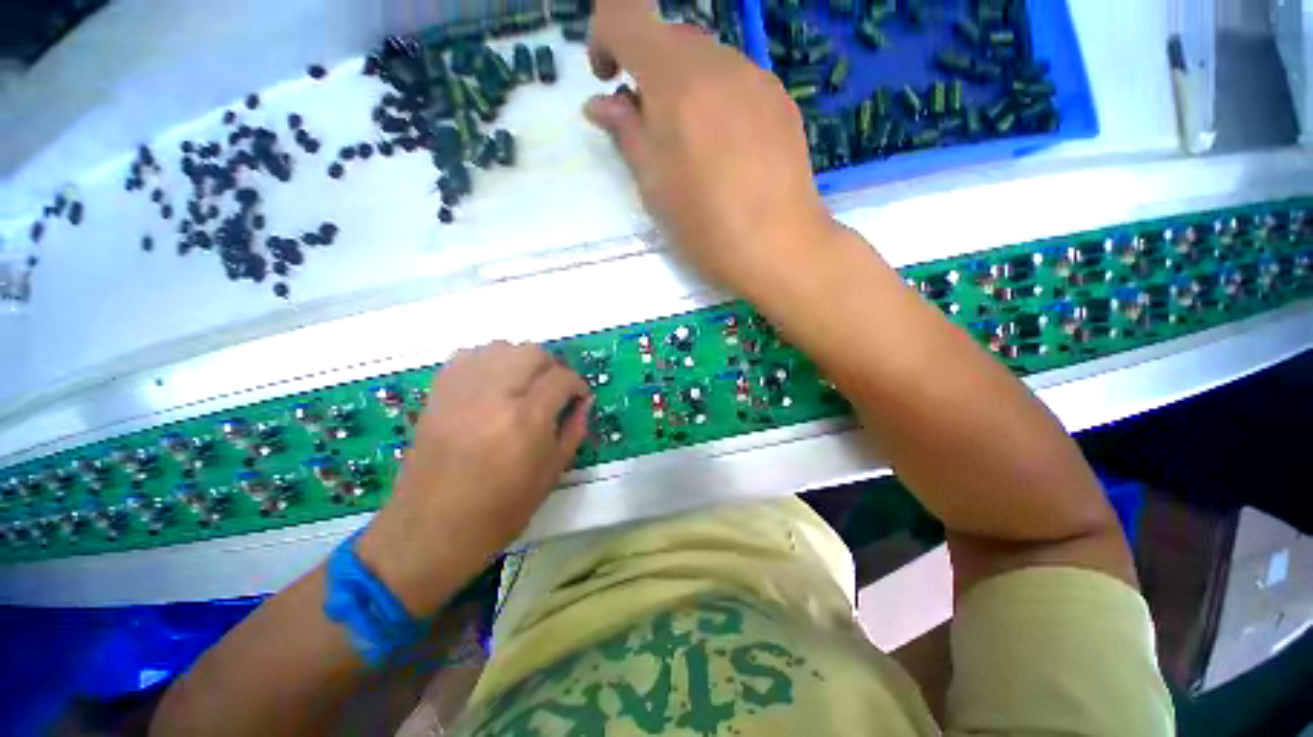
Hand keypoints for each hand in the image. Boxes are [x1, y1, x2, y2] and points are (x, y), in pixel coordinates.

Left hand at [357, 342, 590, 616]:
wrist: (430, 531)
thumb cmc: (500, 510)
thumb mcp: (551, 474)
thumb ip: (573, 430)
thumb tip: (584, 402)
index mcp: (525, 420)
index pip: (562, 378)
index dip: (577, 385)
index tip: (577, 398)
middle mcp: (494, 395)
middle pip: (532, 352)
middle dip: (551, 367)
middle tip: (553, 391)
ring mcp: (460, 391)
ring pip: (501, 347)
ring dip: (521, 361)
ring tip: (523, 386)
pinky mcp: (438, 394)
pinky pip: (467, 355)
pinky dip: (488, 361)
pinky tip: (493, 384)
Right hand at [584, 0, 838, 297]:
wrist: (780, 247)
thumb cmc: (706, 226)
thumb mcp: (653, 186)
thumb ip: (625, 134)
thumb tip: (601, 103)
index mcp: (676, 80)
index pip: (624, 15)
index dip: (604, 37)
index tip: (608, 80)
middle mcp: (718, 62)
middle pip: (669, 39)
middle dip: (647, 73)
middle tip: (651, 130)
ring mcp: (757, 77)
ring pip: (705, 61)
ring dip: (684, 88)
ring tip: (693, 148)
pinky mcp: (781, 99)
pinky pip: (737, 82)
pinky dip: (717, 100)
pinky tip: (728, 150)